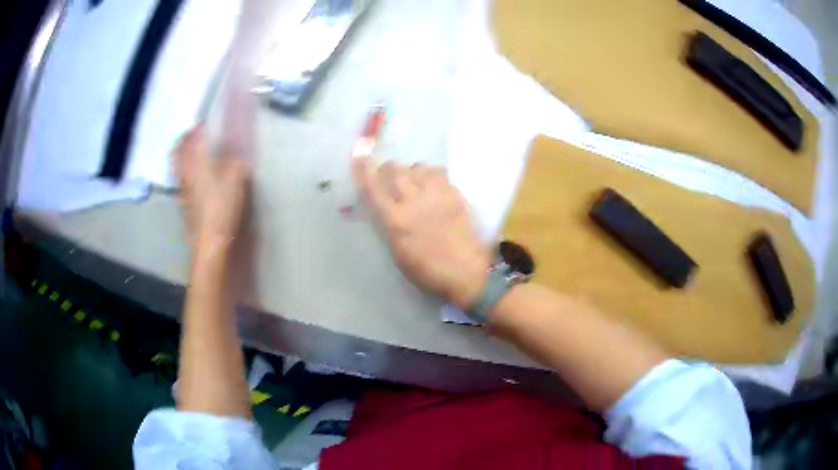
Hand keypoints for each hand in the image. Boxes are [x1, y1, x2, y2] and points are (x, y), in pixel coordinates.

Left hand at [174, 123, 251, 249]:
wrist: (210, 240)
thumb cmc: (221, 206)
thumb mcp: (236, 179)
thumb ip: (237, 162)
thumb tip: (238, 155)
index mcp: (195, 162)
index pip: (190, 139)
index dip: (197, 128)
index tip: (205, 123)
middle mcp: (184, 172)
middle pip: (178, 151)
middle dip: (184, 140)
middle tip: (194, 134)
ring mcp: (182, 189)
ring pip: (178, 165)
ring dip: (183, 154)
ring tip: (194, 151)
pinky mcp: (184, 202)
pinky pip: (181, 178)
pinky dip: (186, 170)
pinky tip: (196, 174)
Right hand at [353, 158, 491, 308]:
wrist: (466, 271)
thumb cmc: (427, 270)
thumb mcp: (397, 252)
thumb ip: (388, 225)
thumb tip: (381, 206)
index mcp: (395, 220)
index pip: (373, 187)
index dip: (363, 169)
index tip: (359, 155)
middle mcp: (413, 202)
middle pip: (394, 169)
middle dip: (387, 170)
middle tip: (388, 179)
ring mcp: (435, 195)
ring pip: (416, 166)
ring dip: (409, 171)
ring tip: (412, 183)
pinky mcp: (454, 193)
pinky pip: (437, 171)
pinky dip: (430, 174)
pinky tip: (431, 185)